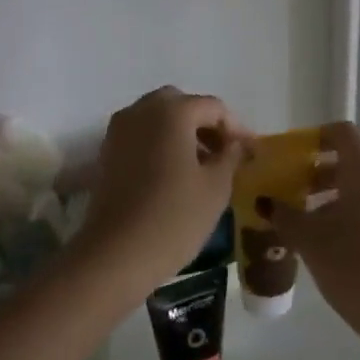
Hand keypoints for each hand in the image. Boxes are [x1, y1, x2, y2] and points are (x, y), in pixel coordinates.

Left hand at [74, 88, 249, 293]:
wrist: (117, 254)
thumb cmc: (175, 217)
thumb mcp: (216, 187)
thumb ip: (230, 156)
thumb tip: (236, 144)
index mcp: (172, 111)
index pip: (213, 107)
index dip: (237, 128)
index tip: (252, 153)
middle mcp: (141, 111)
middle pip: (181, 105)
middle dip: (205, 124)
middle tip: (225, 153)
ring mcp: (118, 131)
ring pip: (157, 119)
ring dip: (182, 134)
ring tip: (204, 166)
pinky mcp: (107, 154)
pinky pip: (140, 136)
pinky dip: (160, 145)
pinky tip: (176, 174)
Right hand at [269, 121, 359, 339]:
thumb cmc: (354, 266)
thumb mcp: (310, 240)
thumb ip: (285, 215)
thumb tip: (267, 202)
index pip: (343, 133)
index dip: (317, 138)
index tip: (296, 157)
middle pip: (356, 163)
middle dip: (324, 176)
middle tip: (298, 197)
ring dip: (342, 199)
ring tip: (318, 227)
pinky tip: (345, 247)